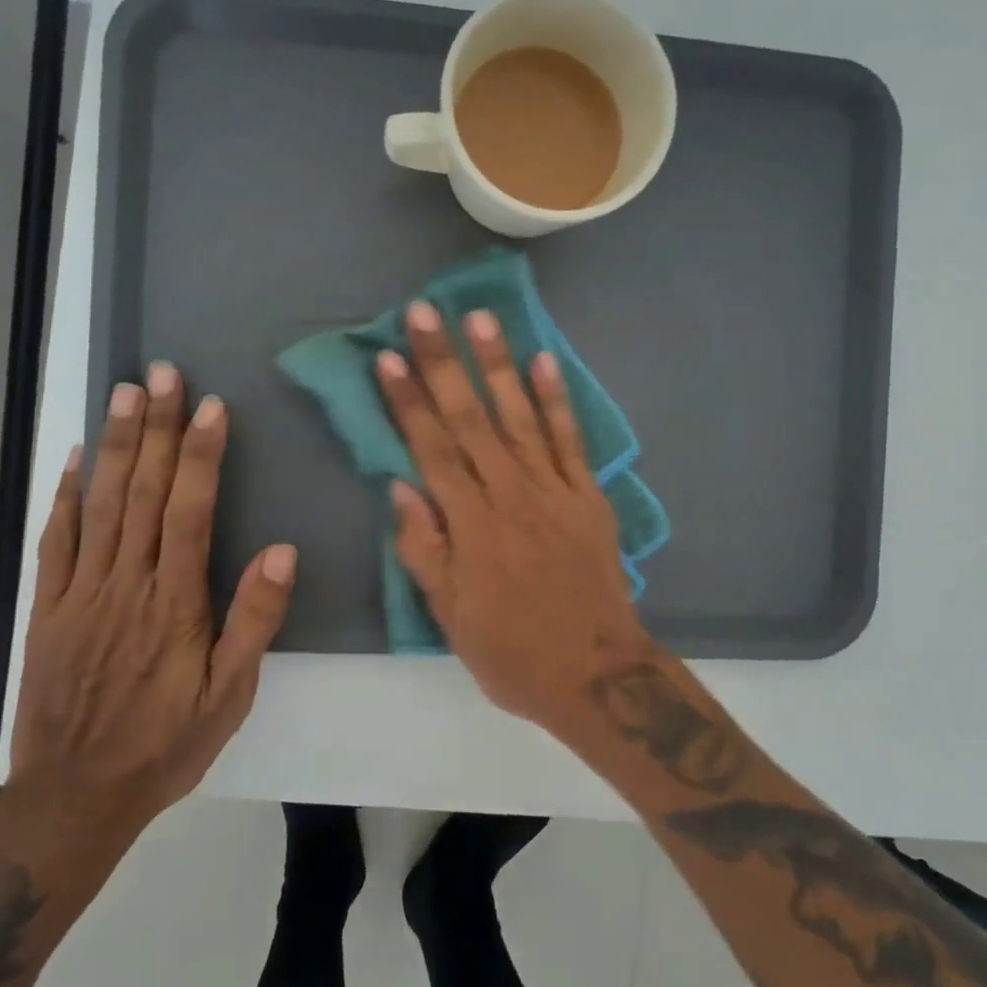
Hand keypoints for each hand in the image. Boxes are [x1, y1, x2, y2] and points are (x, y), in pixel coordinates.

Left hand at [10, 365, 295, 840]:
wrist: (75, 795)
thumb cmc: (166, 742)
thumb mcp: (229, 694)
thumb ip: (254, 621)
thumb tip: (280, 551)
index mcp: (175, 602)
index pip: (190, 512)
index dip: (200, 456)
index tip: (210, 408)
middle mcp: (127, 583)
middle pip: (143, 493)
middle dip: (157, 429)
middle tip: (164, 375)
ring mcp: (82, 592)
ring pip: (101, 504)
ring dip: (114, 445)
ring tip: (125, 393)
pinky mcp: (50, 607)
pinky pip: (56, 541)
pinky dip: (66, 495)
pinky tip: (76, 458)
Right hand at [376, 304, 650, 729]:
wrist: (597, 674)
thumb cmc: (513, 652)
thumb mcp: (451, 617)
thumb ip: (424, 549)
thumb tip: (401, 488)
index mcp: (471, 526)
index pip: (431, 450)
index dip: (408, 402)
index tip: (389, 357)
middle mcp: (511, 495)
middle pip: (471, 419)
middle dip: (445, 363)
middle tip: (425, 312)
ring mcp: (555, 491)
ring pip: (521, 417)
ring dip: (499, 365)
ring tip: (481, 318)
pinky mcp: (589, 497)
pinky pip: (571, 440)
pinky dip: (557, 400)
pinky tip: (544, 361)